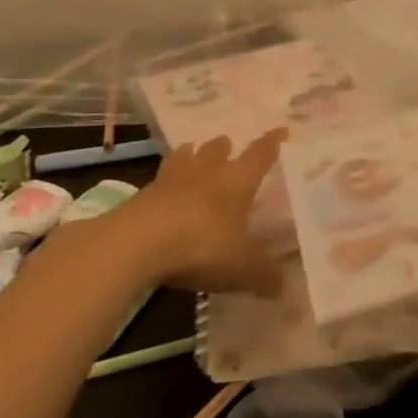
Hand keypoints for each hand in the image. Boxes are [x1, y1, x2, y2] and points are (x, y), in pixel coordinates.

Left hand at [112, 130, 287, 293]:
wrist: (135, 244)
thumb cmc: (202, 245)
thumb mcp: (242, 267)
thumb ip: (264, 275)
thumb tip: (282, 287)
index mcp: (237, 181)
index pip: (260, 155)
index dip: (272, 143)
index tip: (281, 130)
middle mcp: (206, 173)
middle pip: (216, 151)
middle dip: (224, 147)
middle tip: (227, 144)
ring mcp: (170, 182)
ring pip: (184, 159)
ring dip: (190, 155)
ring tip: (192, 153)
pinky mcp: (140, 197)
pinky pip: (158, 183)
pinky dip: (165, 184)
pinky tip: (164, 193)